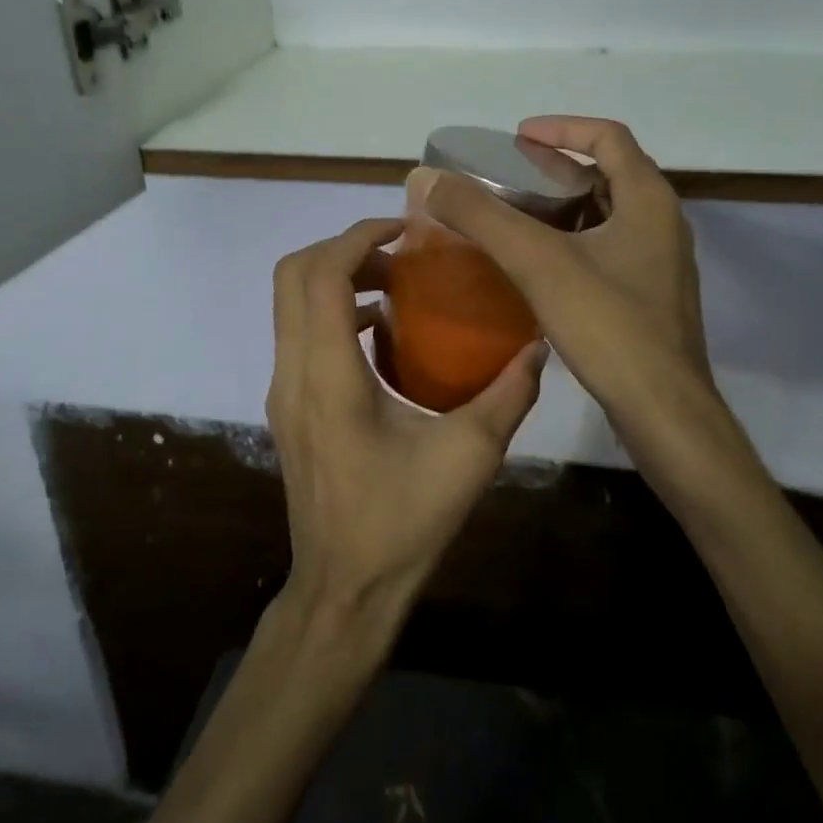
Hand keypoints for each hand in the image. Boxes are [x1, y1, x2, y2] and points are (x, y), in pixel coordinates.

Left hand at [267, 218, 546, 629]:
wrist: (343, 591)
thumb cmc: (403, 522)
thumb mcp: (470, 455)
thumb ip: (508, 394)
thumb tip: (539, 345)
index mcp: (328, 376)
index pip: (322, 275)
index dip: (358, 237)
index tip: (406, 231)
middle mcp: (293, 373)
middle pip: (292, 275)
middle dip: (343, 247)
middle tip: (400, 254)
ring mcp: (283, 391)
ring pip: (290, 303)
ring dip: (336, 277)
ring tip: (396, 284)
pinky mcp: (289, 407)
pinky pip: (299, 333)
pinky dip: (332, 310)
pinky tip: (383, 334)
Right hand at [411, 117, 754, 499]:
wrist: (664, 412)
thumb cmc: (609, 326)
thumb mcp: (538, 263)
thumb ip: (482, 217)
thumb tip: (427, 179)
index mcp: (649, 200)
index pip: (608, 137)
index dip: (562, 128)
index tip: (518, 136)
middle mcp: (663, 223)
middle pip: (610, 174)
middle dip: (559, 169)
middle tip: (510, 177)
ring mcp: (661, 264)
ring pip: (609, 216)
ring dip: (566, 208)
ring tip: (517, 218)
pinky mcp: (653, 298)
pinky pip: (610, 251)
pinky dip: (575, 243)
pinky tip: (539, 269)